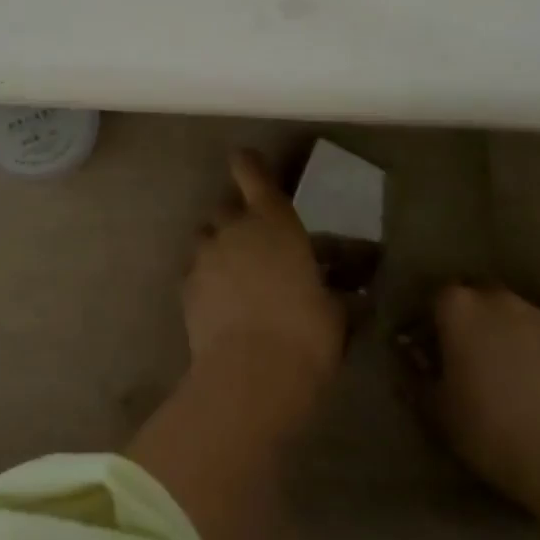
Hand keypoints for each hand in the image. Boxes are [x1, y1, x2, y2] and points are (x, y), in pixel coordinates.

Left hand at [185, 150, 344, 398]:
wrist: (250, 375)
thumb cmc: (305, 335)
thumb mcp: (336, 313)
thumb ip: (338, 293)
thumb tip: (353, 294)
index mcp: (273, 220)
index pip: (251, 171)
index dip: (248, 164)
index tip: (248, 164)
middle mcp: (233, 227)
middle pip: (226, 204)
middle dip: (237, 216)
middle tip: (255, 240)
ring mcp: (204, 254)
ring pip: (206, 235)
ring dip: (219, 245)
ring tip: (236, 274)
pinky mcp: (185, 285)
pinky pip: (195, 269)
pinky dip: (206, 277)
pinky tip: (221, 302)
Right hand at [430, 285, 539, 512]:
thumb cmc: (489, 429)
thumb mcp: (435, 409)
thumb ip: (415, 374)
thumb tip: (409, 355)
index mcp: (457, 307)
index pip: (434, 300)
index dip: (429, 325)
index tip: (430, 352)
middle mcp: (498, 299)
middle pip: (477, 301)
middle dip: (471, 324)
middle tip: (470, 361)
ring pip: (516, 318)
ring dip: (508, 336)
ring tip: (511, 376)